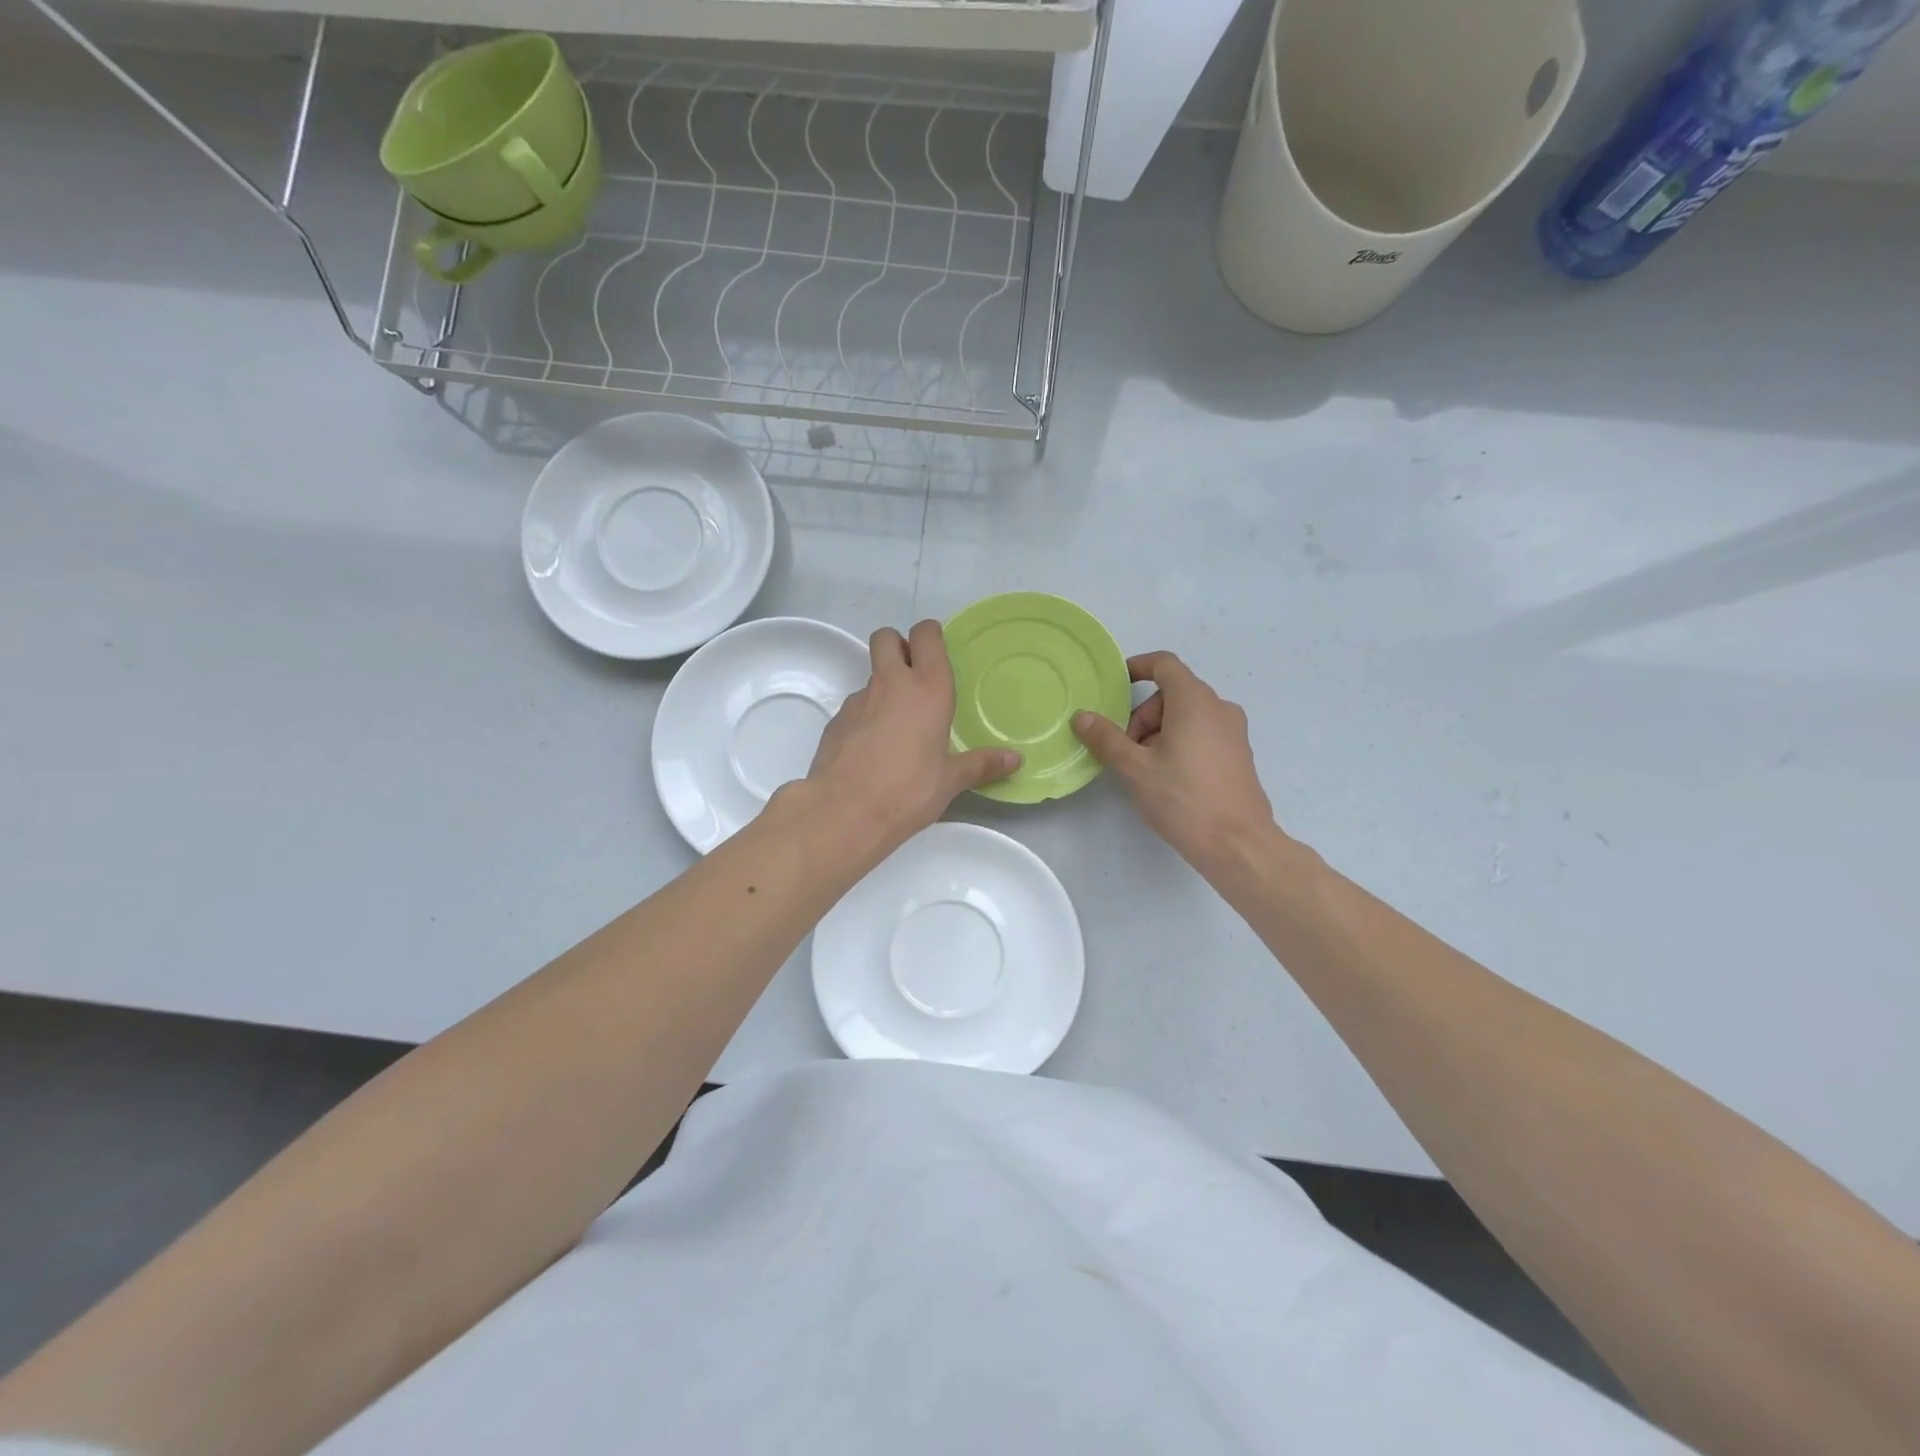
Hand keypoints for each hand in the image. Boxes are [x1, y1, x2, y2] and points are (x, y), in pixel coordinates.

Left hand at [805, 621, 1020, 852]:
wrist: (844, 812)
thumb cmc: (908, 791)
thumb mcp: (950, 781)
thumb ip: (981, 764)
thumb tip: (1016, 761)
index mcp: (928, 689)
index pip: (926, 635)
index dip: (930, 635)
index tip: (936, 652)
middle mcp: (891, 684)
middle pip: (886, 638)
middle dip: (898, 646)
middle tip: (913, 677)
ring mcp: (858, 700)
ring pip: (871, 675)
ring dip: (884, 687)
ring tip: (897, 726)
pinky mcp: (836, 720)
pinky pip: (856, 706)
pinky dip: (866, 716)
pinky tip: (873, 749)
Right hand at [1072, 652, 1276, 874]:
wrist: (1238, 844)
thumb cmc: (1184, 799)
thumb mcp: (1135, 768)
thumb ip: (1106, 738)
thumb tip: (1082, 717)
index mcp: (1195, 701)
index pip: (1164, 664)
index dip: (1138, 667)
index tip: (1117, 685)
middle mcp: (1219, 708)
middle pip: (1172, 694)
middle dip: (1143, 716)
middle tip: (1127, 751)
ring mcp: (1233, 731)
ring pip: (1186, 716)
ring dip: (1159, 732)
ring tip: (1146, 770)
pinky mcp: (1238, 754)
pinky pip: (1202, 733)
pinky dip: (1179, 743)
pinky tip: (1169, 780)